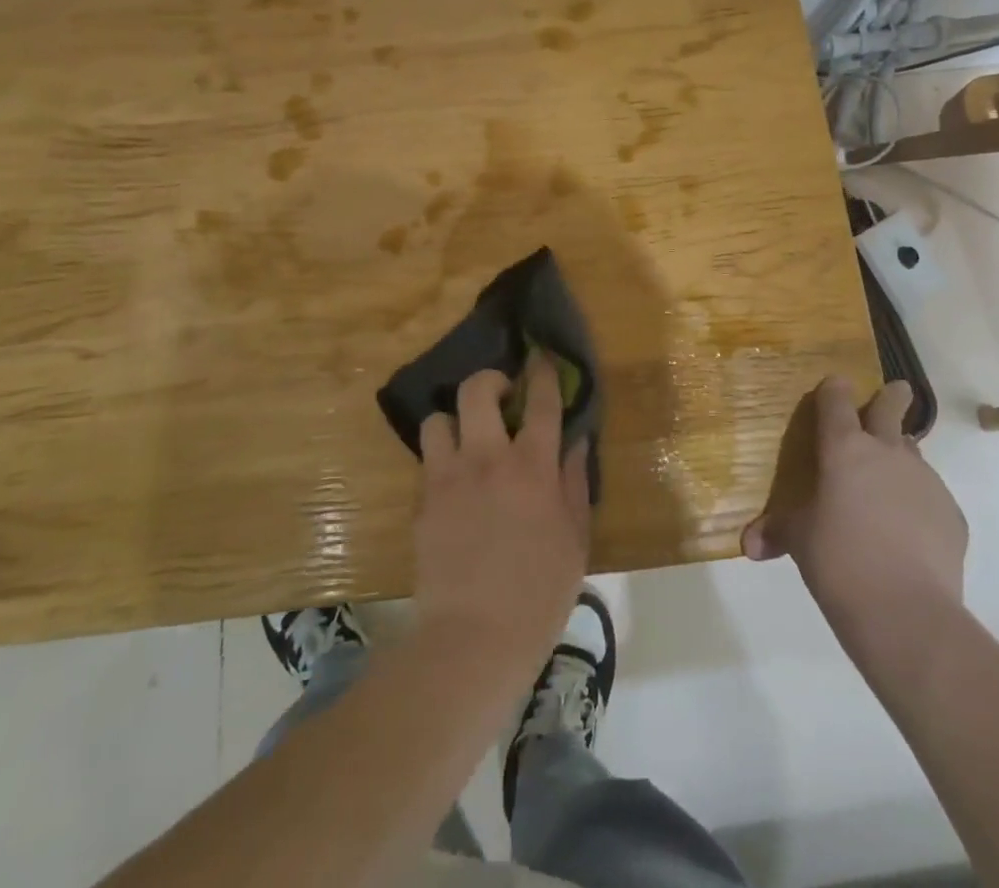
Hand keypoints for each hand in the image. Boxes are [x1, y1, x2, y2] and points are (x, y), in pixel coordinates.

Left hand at [414, 358, 591, 671]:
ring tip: (467, 441)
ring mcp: (448, 478)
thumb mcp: (576, 538)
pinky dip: (441, 460)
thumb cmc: (539, 592)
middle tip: (501, 396)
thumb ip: (574, 482)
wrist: (474, 639)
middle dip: (490, 380)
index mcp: (532, 466)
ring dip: (454, 422)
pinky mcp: (422, 502)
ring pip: (438, 419)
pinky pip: (427, 461)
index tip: (541, 359)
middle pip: (478, 391)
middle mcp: (488, 459)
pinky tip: (453, 481)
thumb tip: (574, 441)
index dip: (543, 372)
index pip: (541, 401)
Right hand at [743, 377, 967, 663]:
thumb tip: (750, 545)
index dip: (834, 390)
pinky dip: (918, 503)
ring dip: (900, 458)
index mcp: (844, 448)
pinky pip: (931, 496)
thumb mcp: (799, 542)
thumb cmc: (838, 561)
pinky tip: (908, 532)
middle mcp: (887, 452)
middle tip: (897, 390)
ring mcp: (925, 480)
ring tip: (888, 484)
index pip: (837, 401)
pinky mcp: (952, 514)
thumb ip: (778, 532)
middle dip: (892, 397)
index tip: (836, 384)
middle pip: (891, 408)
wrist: (906, 612)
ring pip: (913, 453)